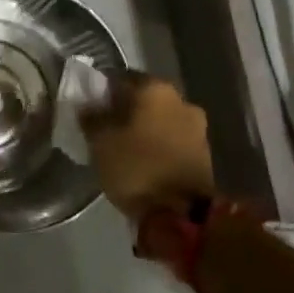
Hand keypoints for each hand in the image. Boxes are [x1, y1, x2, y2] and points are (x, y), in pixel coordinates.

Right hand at [83, 74, 214, 221]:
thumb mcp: (100, 142)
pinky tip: (145, 162)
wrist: (184, 214)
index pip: (121, 78)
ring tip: (125, 149)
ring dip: (145, 130)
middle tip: (107, 129)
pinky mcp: (205, 154)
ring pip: (161, 120)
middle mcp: (180, 99)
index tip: (91, 109)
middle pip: (144, 99)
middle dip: (127, 111)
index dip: (103, 92)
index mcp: (154, 88)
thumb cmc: (136, 167)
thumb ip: (91, 118)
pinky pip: (174, 141)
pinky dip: (159, 146)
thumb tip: (88, 105)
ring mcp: (197, 127)